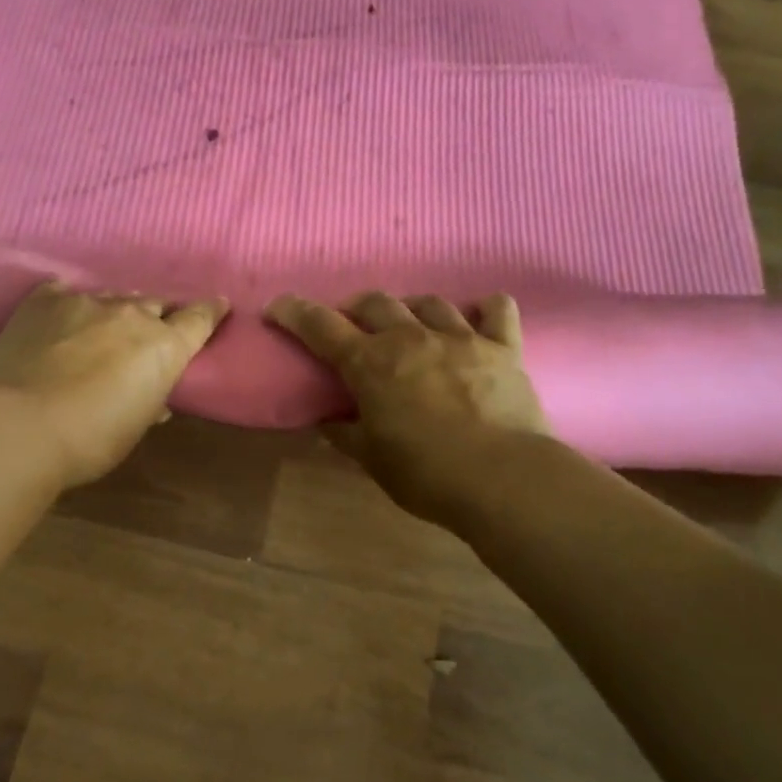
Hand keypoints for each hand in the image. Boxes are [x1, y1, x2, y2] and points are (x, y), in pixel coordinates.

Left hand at [0, 280, 227, 486]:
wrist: (19, 426)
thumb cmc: (89, 441)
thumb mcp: (134, 428)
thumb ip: (150, 402)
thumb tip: (153, 397)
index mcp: (164, 347)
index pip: (199, 318)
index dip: (210, 311)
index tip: (218, 305)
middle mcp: (131, 314)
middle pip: (154, 304)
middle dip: (155, 317)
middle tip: (145, 335)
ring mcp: (85, 302)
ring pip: (111, 299)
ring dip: (112, 314)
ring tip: (99, 332)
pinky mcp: (43, 300)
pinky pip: (64, 293)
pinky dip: (68, 307)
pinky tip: (59, 319)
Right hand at [266, 291, 553, 524]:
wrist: (503, 479)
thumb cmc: (426, 473)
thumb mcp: (372, 460)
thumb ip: (345, 434)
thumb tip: (326, 422)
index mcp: (371, 363)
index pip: (321, 326)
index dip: (295, 312)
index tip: (278, 307)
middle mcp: (411, 338)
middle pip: (375, 303)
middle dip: (356, 308)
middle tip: (352, 325)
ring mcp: (460, 338)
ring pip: (428, 302)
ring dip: (410, 308)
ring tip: (409, 322)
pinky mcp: (503, 347)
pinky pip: (497, 310)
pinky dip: (486, 308)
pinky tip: (480, 314)